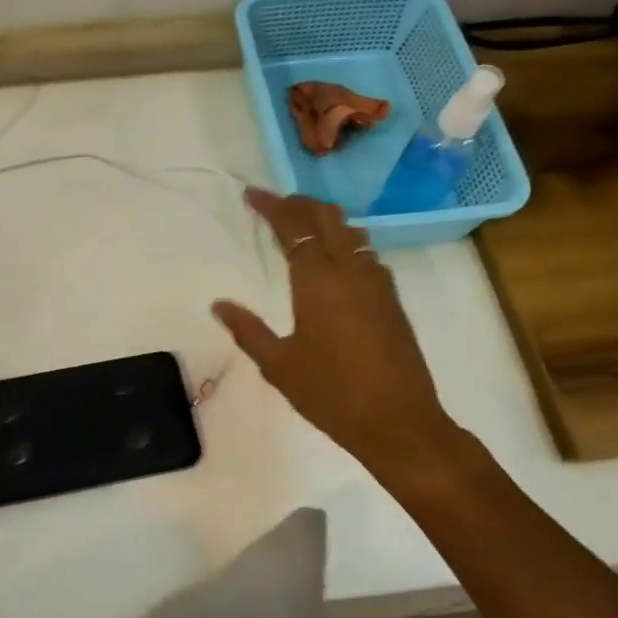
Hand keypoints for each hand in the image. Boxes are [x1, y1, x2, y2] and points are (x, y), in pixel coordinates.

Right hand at [212, 189, 462, 470]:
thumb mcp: (278, 365)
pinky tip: (335, 262)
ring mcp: (377, 283)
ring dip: (325, 220)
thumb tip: (218, 305)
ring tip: (302, 226)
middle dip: (299, 203)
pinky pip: (367, 254)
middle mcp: (351, 271)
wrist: (398, 422)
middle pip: (326, 217)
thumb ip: (247, 330)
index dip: (272, 206)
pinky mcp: (392, 300)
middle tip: (274, 205)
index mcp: (318, 281)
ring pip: (351, 232)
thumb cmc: (330, 394)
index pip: (293, 226)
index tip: (251, 195)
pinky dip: (345, 243)